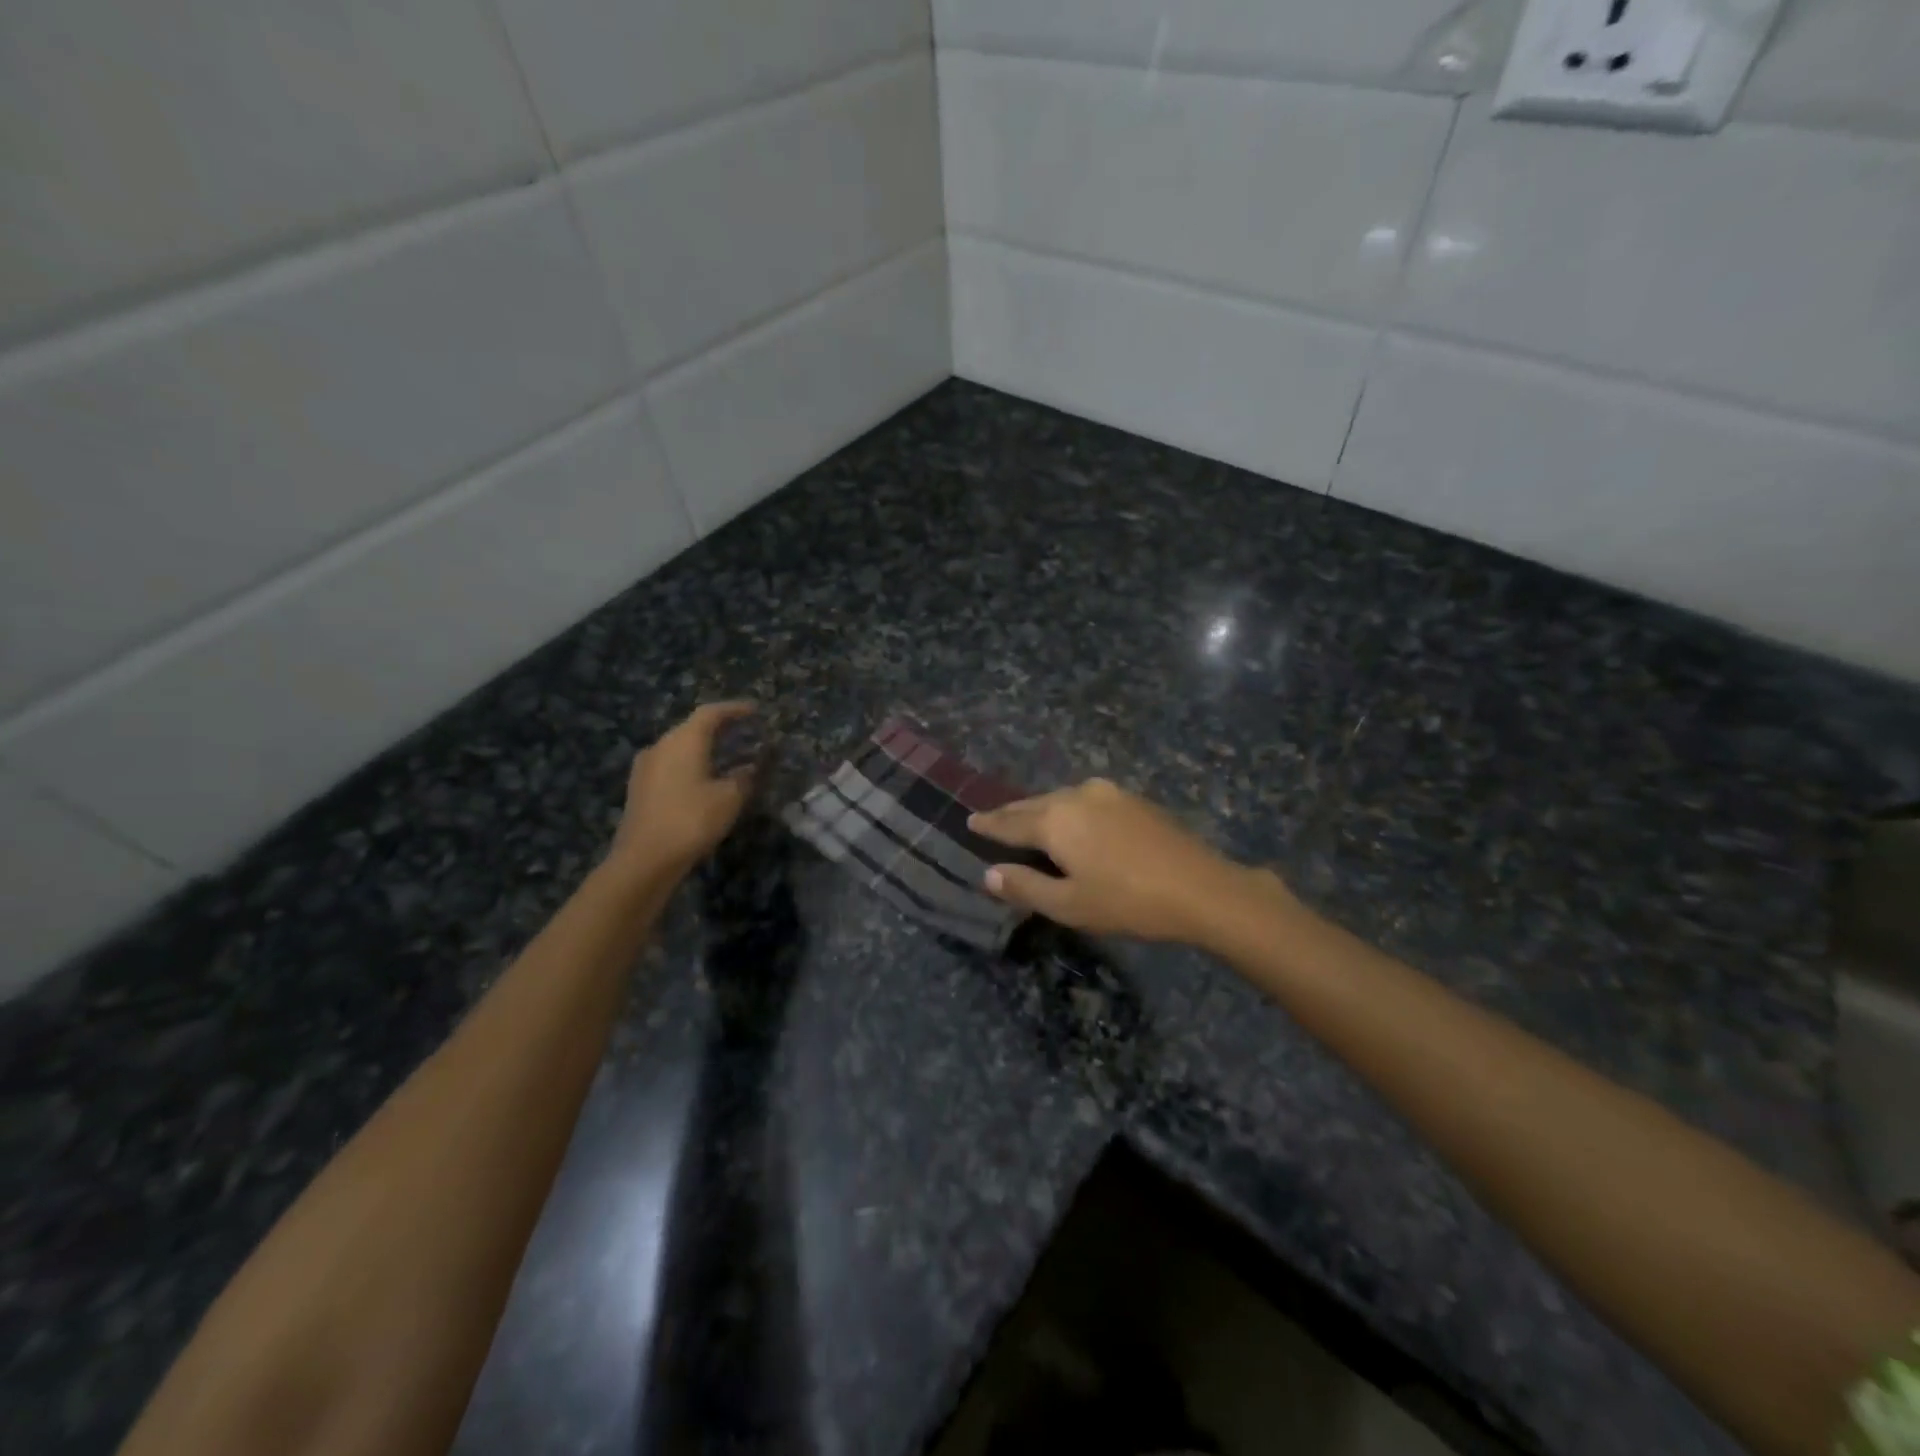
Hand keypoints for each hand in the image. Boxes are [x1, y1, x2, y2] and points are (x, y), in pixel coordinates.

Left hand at [609, 702, 756, 878]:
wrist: (644, 859)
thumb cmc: (692, 820)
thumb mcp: (730, 798)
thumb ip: (745, 776)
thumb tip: (753, 766)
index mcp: (684, 740)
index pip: (711, 713)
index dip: (735, 709)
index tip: (755, 711)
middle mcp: (662, 745)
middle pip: (693, 727)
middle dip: (720, 728)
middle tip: (745, 732)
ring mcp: (646, 766)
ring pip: (680, 746)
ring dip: (705, 747)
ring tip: (727, 755)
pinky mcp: (640, 787)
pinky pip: (671, 764)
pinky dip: (691, 763)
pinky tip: (704, 779)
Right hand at [969, 778, 1267, 943]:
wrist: (1201, 888)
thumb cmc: (1128, 902)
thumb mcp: (1069, 905)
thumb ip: (1025, 887)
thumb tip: (989, 875)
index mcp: (1056, 820)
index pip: (1011, 822)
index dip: (989, 825)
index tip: (970, 821)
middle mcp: (1077, 796)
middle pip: (1035, 804)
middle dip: (1012, 813)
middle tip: (992, 818)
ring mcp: (1109, 793)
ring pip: (1062, 799)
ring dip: (1042, 810)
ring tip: (1029, 820)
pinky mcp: (1134, 800)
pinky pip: (1086, 800)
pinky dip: (1069, 810)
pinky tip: (1074, 822)